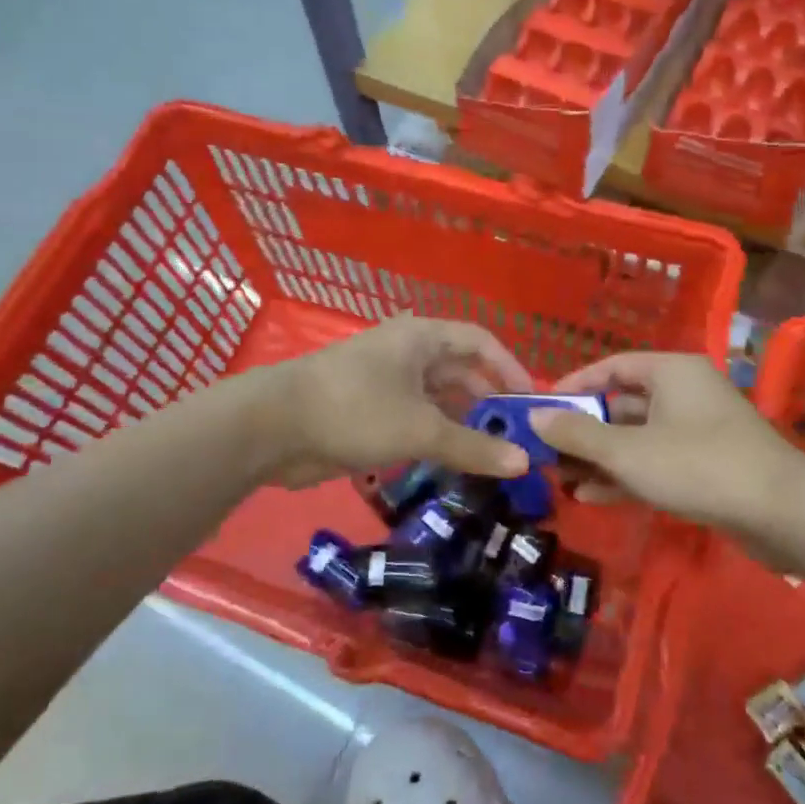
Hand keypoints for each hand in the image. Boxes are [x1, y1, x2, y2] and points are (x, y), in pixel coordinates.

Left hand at [256, 316, 532, 487]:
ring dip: (463, 426)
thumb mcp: (421, 429)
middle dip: (488, 404)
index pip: (480, 341)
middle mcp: (407, 354)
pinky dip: (436, 440)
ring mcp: (386, 384)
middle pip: (461, 373)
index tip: (531, 403)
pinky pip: (415, 422)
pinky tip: (453, 465)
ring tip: (492, 459)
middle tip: (516, 441)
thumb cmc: (355, 410)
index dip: (510, 368)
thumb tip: (524, 463)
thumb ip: (473, 446)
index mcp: (421, 338)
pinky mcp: (369, 413)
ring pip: (438, 402)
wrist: (272, 428)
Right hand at [528, 353, 800, 531]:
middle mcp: (684, 393)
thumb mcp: (627, 451)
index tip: (541, 409)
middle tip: (545, 452)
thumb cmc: (697, 465)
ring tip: (560, 479)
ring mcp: (697, 430)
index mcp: (670, 371)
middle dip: (583, 431)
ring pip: (637, 437)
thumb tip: (535, 417)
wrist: (781, 512)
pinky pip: (655, 462)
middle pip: (621, 404)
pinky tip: (591, 497)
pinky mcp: (705, 465)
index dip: (574, 386)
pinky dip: (625, 475)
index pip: (611, 366)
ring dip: (599, 458)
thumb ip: (577, 434)